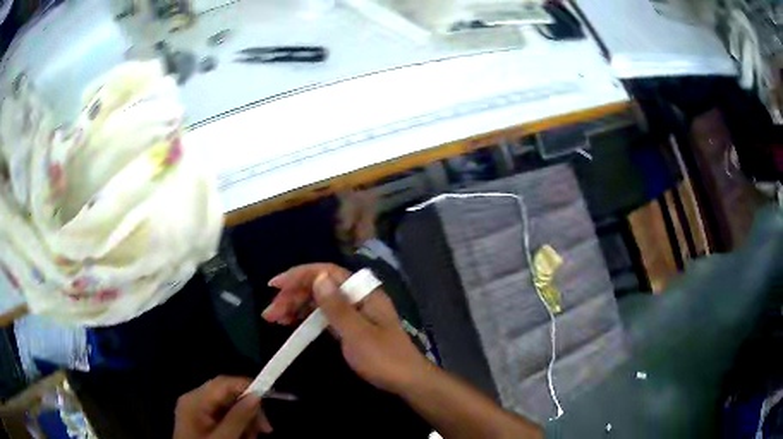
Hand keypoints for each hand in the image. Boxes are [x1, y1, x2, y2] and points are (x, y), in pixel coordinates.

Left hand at [173, 376, 272, 438]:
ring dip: (245, 421)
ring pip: (229, 406)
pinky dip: (237, 426)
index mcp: (194, 400)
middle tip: (266, 430)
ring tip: (252, 438)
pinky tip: (243, 437)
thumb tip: (257, 395)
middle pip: (228, 394)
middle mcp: (194, 399)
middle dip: (248, 410)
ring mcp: (197, 409)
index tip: (269, 401)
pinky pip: (224, 416)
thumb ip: (238, 418)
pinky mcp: (201, 419)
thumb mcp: (224, 438)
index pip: (223, 383)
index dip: (247, 387)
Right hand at [263, 263, 430, 393]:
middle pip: (320, 287)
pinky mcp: (349, 327)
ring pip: (319, 301)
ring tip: (273, 318)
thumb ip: (337, 307)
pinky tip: (290, 323)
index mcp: (363, 293)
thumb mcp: (358, 334)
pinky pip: (323, 316)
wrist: (407, 382)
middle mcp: (357, 297)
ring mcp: (353, 312)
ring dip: (295, 306)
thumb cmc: (384, 359)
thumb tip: (318, 277)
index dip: (300, 275)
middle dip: (293, 295)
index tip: (275, 285)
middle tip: (270, 312)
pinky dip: (305, 318)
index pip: (327, 273)